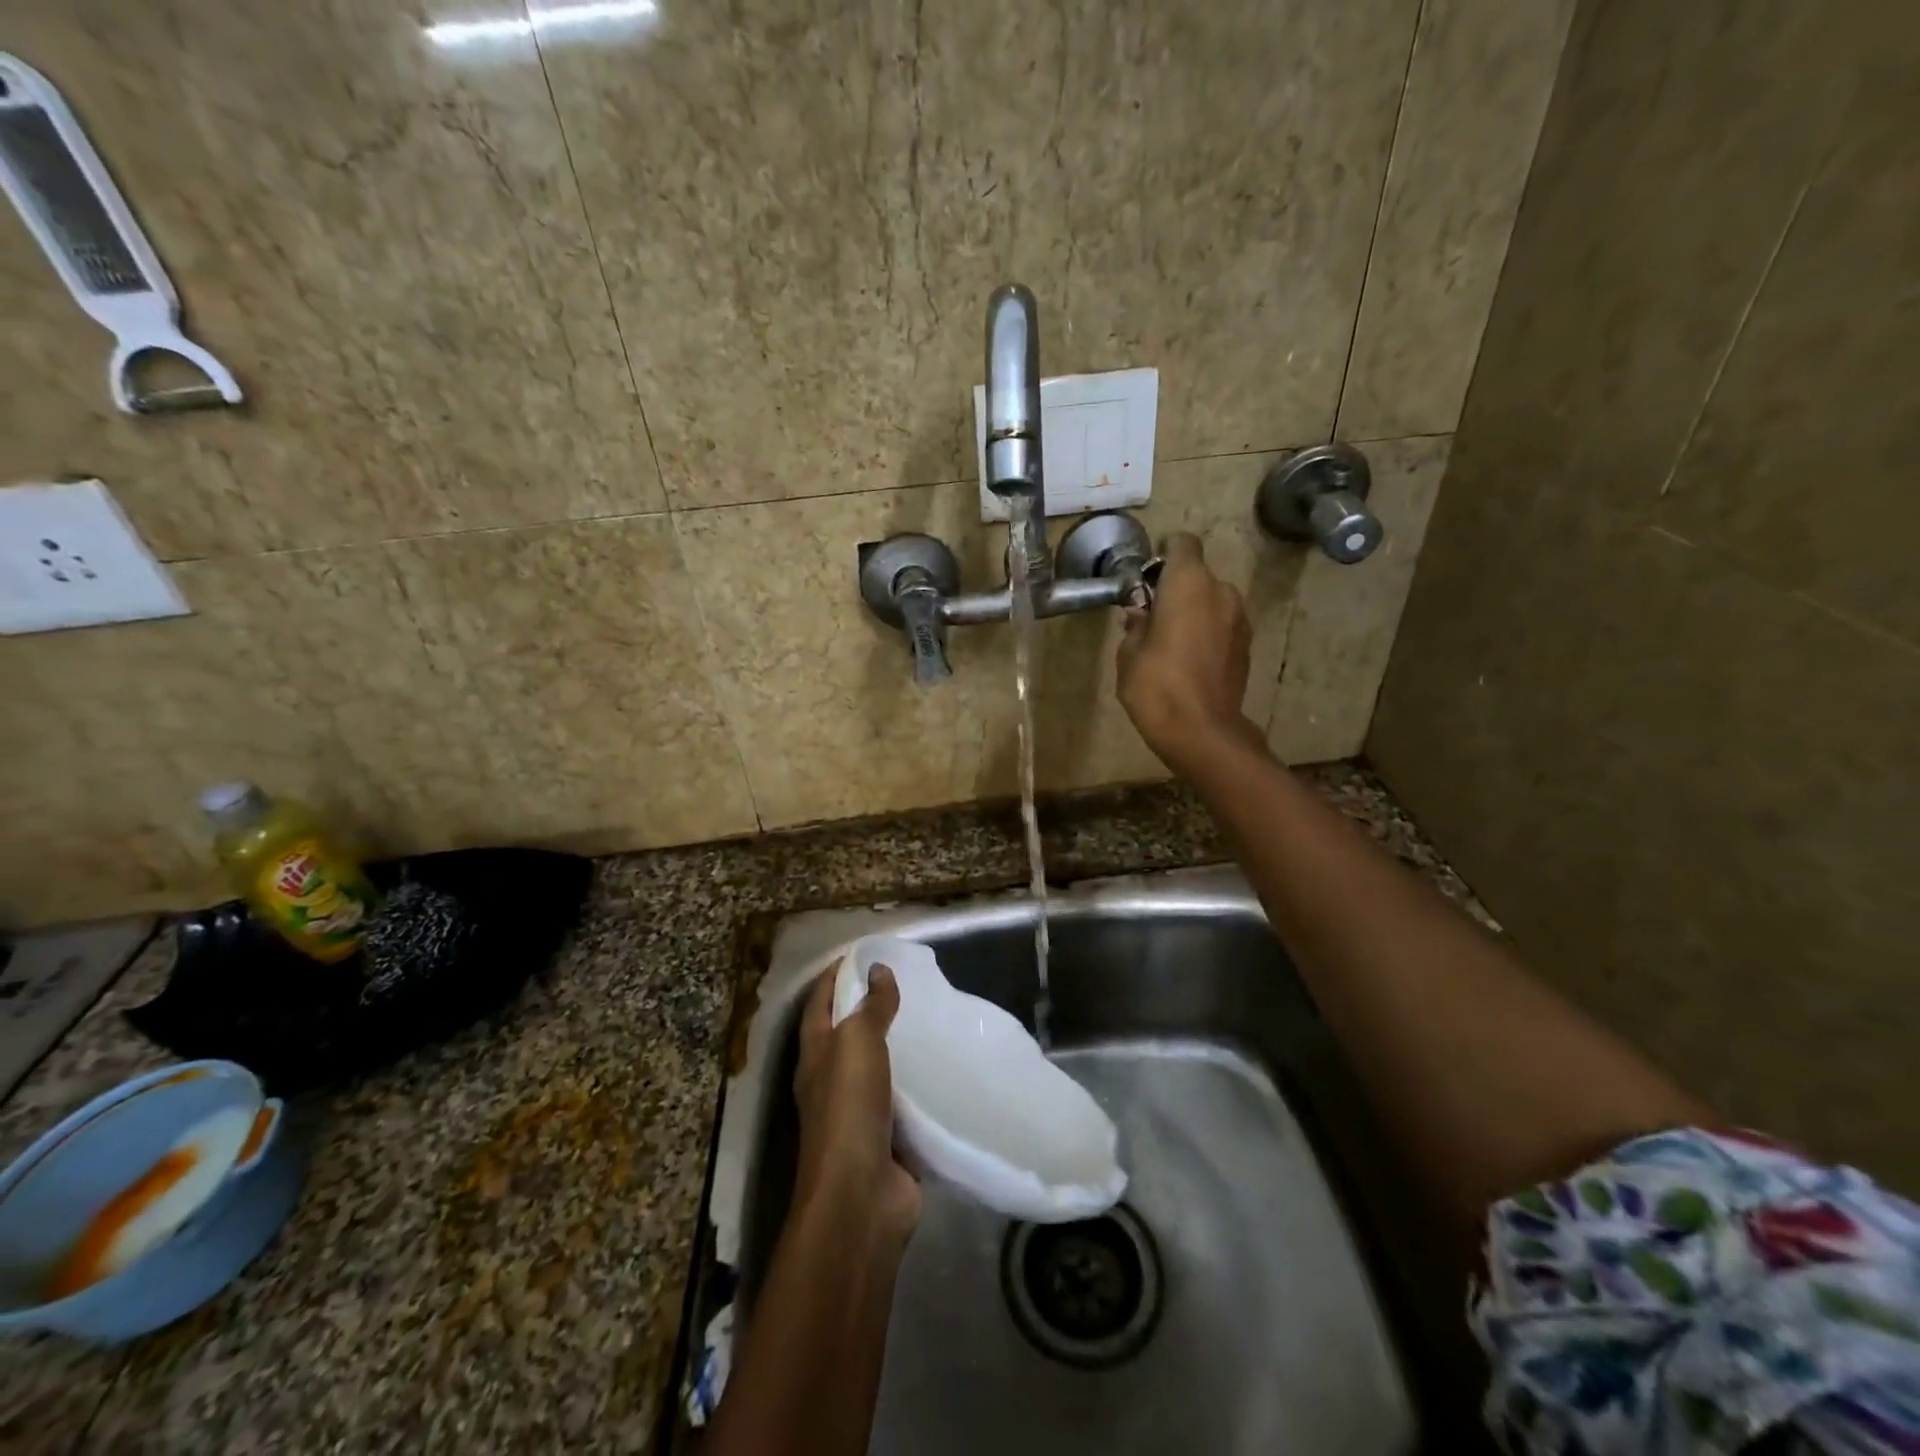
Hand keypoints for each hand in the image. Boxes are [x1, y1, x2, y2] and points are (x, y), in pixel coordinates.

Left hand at [793, 964, 920, 1246]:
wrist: (861, 1197)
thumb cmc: (849, 1109)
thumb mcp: (858, 1043)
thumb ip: (871, 1007)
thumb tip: (879, 969)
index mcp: (815, 1054)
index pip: (819, 1002)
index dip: (835, 974)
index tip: (864, 952)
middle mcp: (830, 1080)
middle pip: (847, 1033)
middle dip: (869, 1006)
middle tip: (906, 980)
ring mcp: (858, 1112)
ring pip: (877, 1066)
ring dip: (896, 1044)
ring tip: (928, 1016)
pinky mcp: (887, 1138)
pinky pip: (903, 1100)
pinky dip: (918, 1082)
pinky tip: (942, 1067)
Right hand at [1117, 532, 1254, 771]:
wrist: (1202, 731)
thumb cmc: (1157, 686)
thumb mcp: (1129, 654)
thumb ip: (1135, 626)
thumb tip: (1141, 615)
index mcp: (1188, 583)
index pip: (1182, 544)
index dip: (1164, 555)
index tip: (1147, 579)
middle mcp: (1220, 591)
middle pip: (1197, 575)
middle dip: (1175, 590)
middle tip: (1151, 618)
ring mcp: (1239, 619)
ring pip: (1211, 601)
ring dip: (1193, 612)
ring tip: (1170, 643)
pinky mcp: (1246, 645)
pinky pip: (1222, 625)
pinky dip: (1207, 632)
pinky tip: (1190, 661)